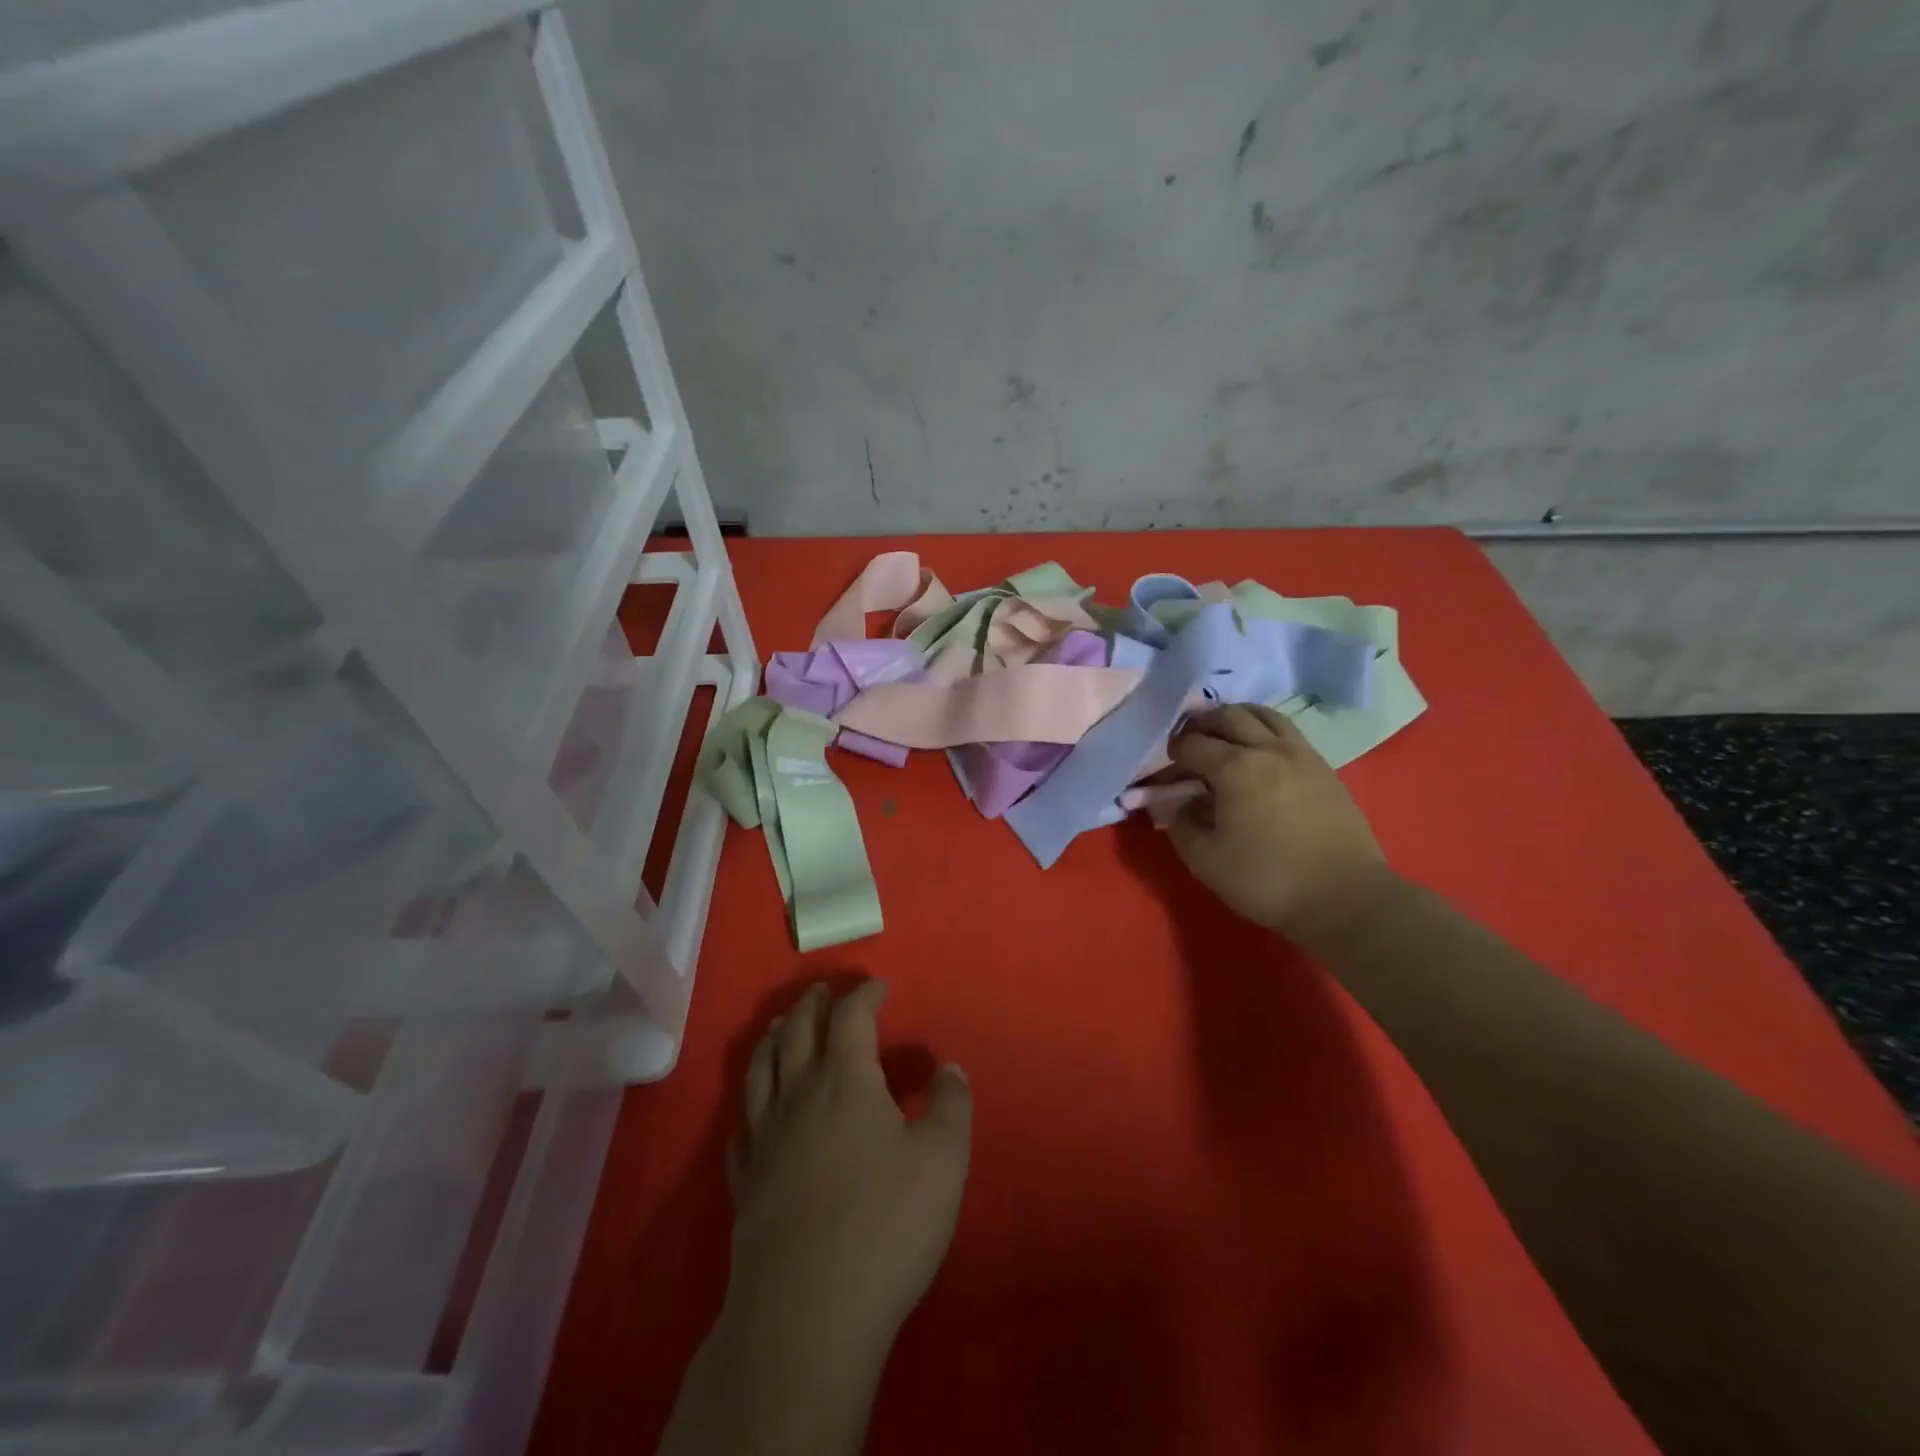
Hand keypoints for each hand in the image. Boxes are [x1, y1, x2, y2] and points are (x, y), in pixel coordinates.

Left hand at [724, 982, 972, 1363]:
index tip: (879, 986)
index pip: (851, 1017)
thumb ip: (952, 1106)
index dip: (865, 995)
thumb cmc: (885, 1224)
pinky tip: (754, 1112)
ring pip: (761, 1069)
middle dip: (813, 1005)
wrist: (807, 1312)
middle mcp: (798, 1095)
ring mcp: (765, 1139)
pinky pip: (741, 1128)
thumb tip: (950, 1068)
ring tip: (784, 1026)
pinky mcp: (745, 1183)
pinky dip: (750, 1106)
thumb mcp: (943, 1160)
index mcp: (845, 1079)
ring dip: (774, 1038)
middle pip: (798, 1032)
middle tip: (823, 991)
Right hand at [1166, 704, 1392, 944]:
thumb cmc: (1267, 880)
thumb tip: (1177, 804)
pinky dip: (1264, 730)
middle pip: (1228, 716)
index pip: (1193, 744)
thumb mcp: (1205, 861)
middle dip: (1201, 724)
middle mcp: (1268, 749)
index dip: (1173, 754)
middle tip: (1188, 742)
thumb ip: (1180, 826)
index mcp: (1235, 768)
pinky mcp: (1324, 768)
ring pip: (1264, 715)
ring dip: (1236, 718)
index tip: (1166, 769)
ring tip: (1224, 736)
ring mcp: (1302, 755)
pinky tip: (1260, 754)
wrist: (1344, 897)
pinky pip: (1288, 732)